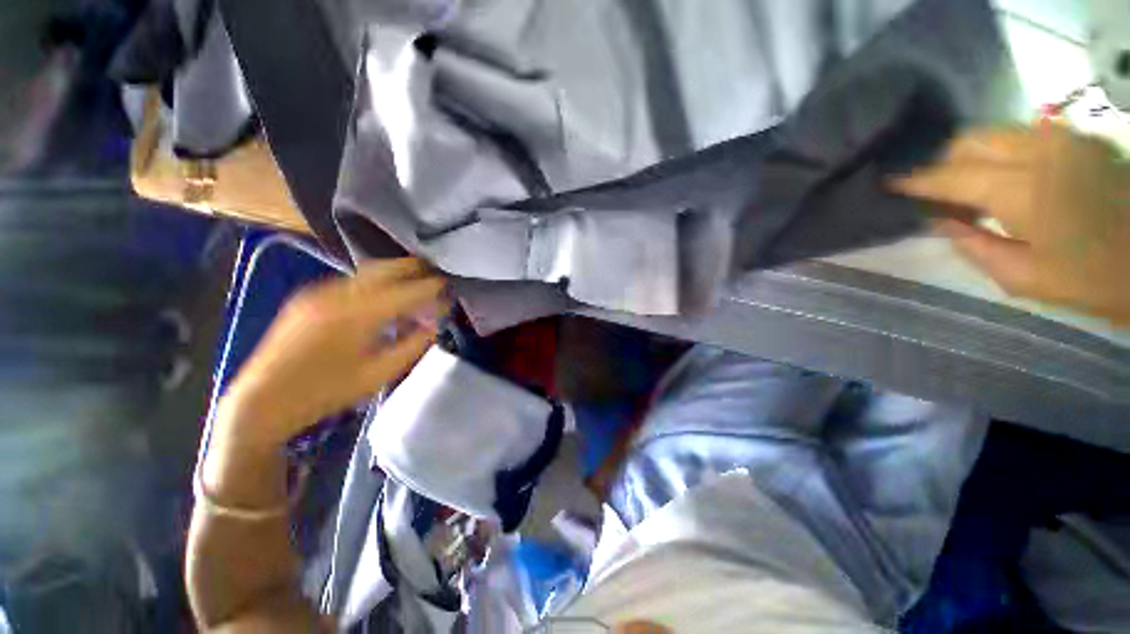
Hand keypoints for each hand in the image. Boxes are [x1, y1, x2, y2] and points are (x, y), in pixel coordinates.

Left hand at [219, 258, 446, 449]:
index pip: (407, 291)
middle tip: (439, 273)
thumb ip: (413, 345)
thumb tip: (434, 325)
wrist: (262, 400)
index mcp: (357, 315)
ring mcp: (320, 291)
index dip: (432, 288)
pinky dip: (377, 284)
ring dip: (397, 274)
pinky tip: (386, 299)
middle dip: (416, 268)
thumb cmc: (326, 392)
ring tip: (417, 284)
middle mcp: (338, 293)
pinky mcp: (310, 296)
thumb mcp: (378, 374)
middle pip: (387, 268)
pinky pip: (354, 281)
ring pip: (369, 271)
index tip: (451, 288)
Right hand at [892, 124, 1129, 324]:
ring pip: (996, 133)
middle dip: (943, 161)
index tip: (887, 182)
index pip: (954, 177)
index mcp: (1024, 190)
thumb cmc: (1092, 280)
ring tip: (965, 183)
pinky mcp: (1080, 140)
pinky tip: (1002, 176)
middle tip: (931, 189)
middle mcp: (1042, 152)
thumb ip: (974, 246)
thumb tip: (941, 220)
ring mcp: (1065, 140)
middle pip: (972, 141)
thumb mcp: (1023, 277)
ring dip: (972, 155)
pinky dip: (1001, 152)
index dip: (917, 181)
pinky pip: (1024, 136)